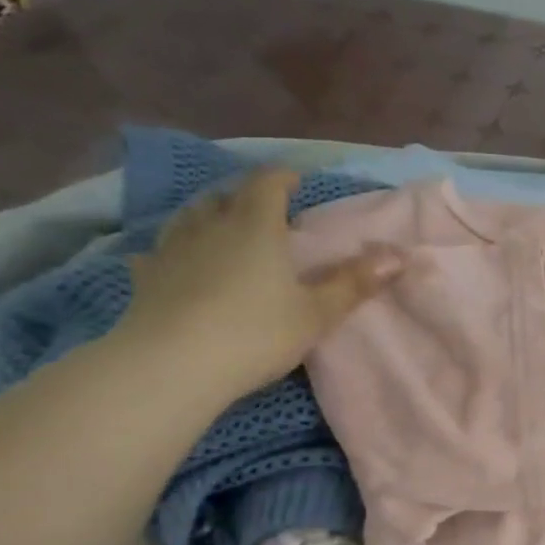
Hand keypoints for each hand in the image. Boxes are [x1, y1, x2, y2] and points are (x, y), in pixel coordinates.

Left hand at [117, 168, 398, 401]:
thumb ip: (355, 283)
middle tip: (264, 210)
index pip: (267, 185)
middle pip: (225, 197)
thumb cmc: (255, 333)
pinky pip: (160, 252)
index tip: (296, 181)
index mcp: (256, 228)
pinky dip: (175, 251)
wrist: (171, 366)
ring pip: (189, 218)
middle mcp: (211, 228)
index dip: (282, 178)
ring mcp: (172, 251)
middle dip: (245, 197)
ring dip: (208, 216)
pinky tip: (177, 263)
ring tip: (222, 228)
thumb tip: (399, 256)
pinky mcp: (146, 278)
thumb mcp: (317, 313)